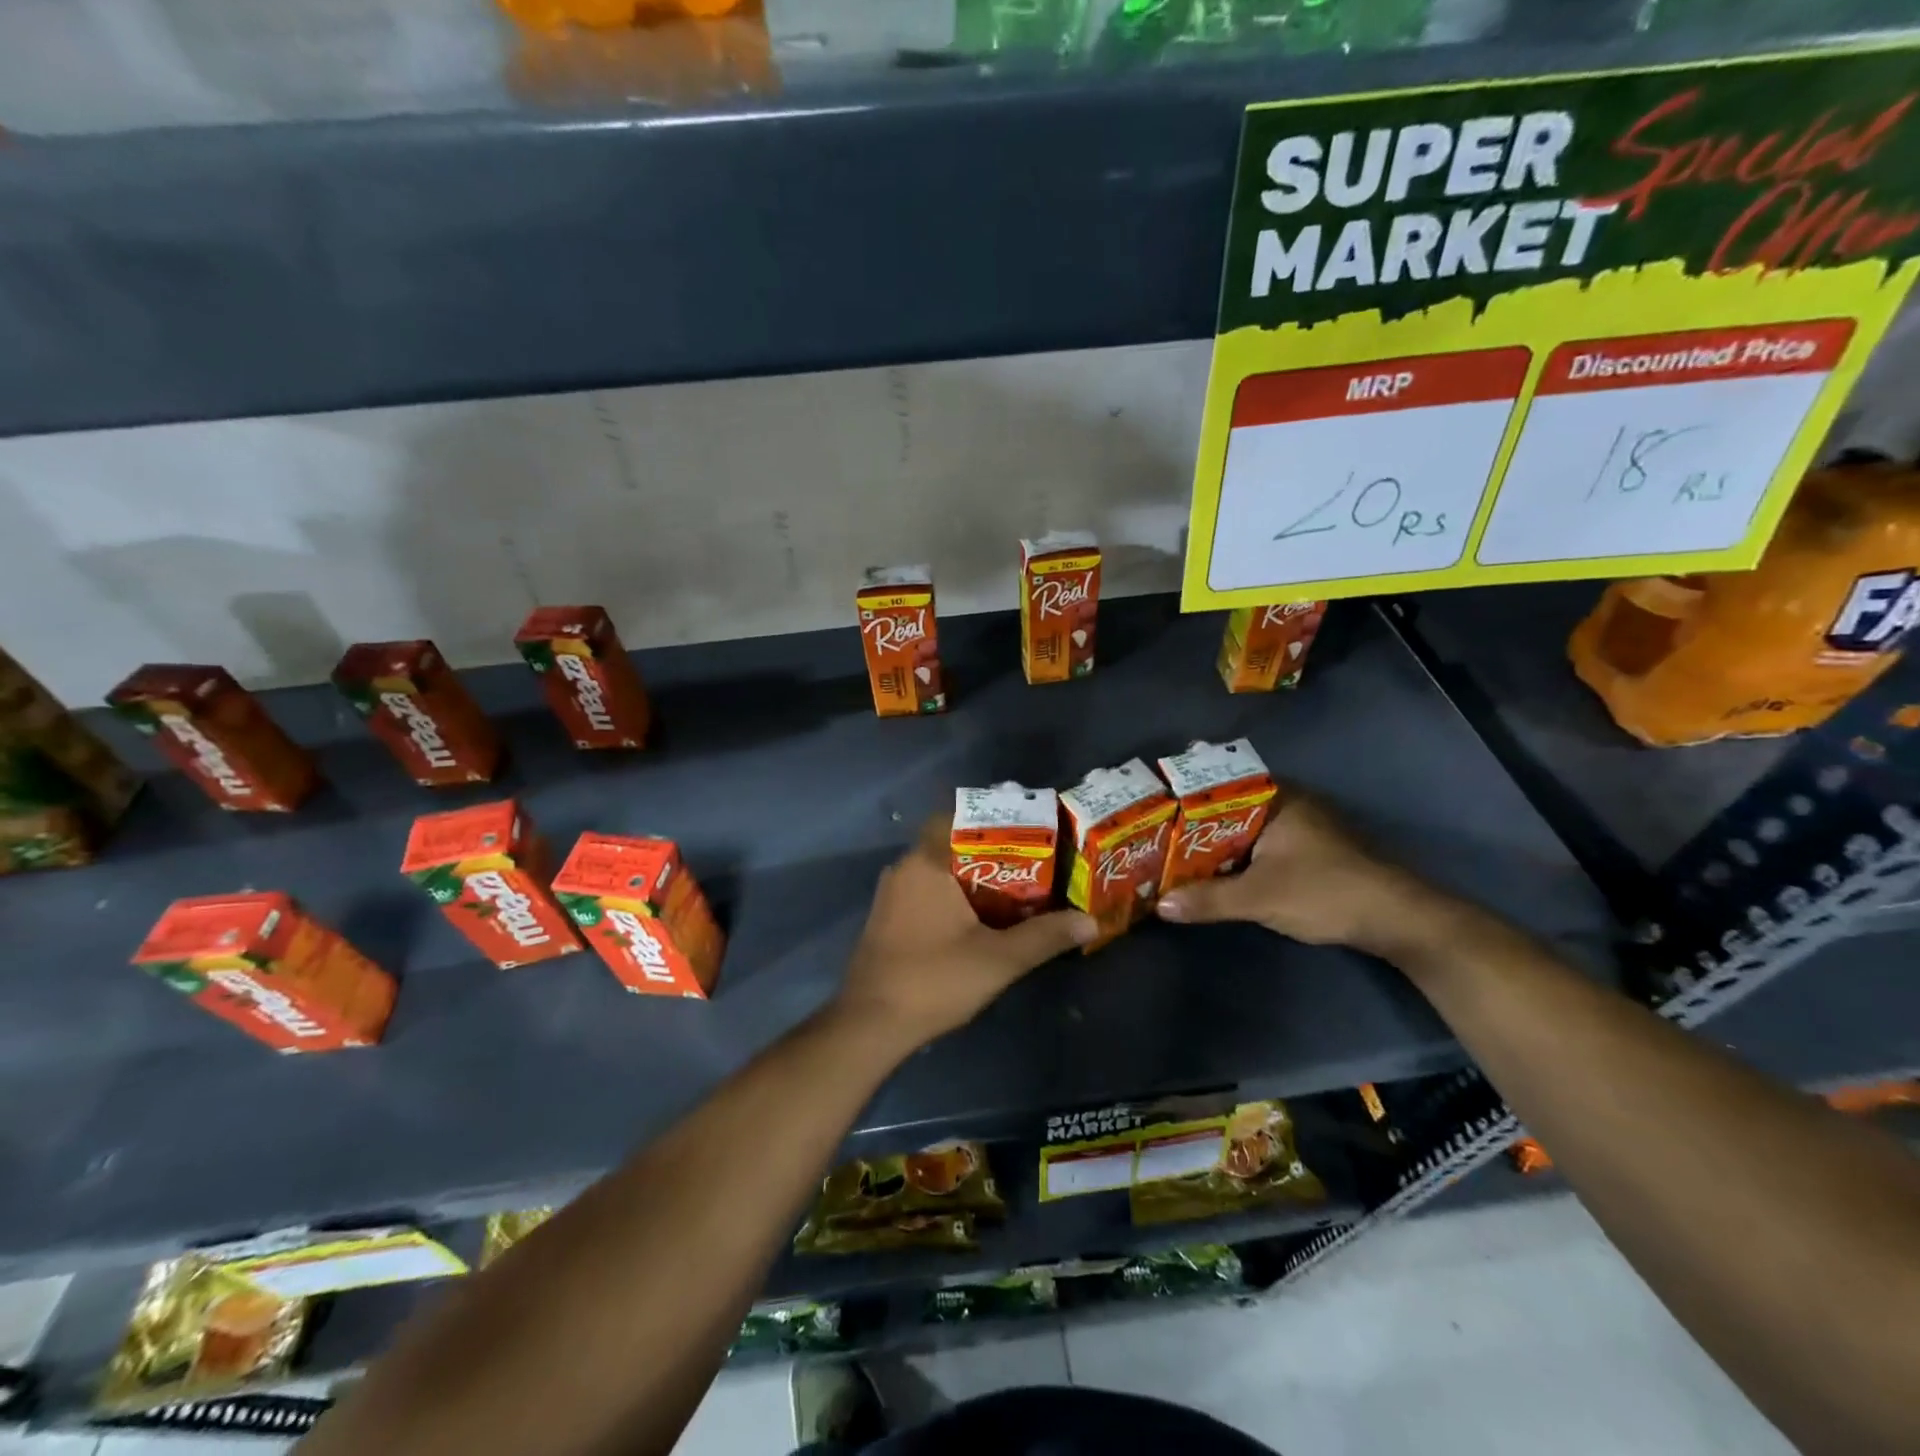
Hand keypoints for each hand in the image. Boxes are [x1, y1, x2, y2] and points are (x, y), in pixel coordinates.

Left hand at [834, 816, 1096, 1049]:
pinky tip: (979, 918)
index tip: (1026, 830)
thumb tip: (1089, 921)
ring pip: (938, 870)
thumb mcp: (999, 959)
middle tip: (1032, 863)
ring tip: (1015, 889)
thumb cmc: (934, 980)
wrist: (870, 1025)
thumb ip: (1045, 936)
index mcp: (925, 862)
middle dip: (991, 853)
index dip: (993, 819)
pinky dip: (952, 896)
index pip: (958, 817)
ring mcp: (891, 894)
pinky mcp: (887, 919)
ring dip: (972, 877)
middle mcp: (904, 868)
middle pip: (951, 844)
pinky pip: (925, 891)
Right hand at [1155, 792, 1452, 958]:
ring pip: (1241, 827)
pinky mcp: (1305, 851)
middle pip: (1226, 806)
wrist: (1396, 919)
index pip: (1219, 782)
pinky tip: (1208, 869)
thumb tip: (1160, 906)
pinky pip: (1255, 844)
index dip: (1184, 791)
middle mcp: (1286, 804)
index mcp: (1276, 799)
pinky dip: (1231, 854)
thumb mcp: (1260, 897)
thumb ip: (1209, 899)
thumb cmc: (1325, 891)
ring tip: (1168, 848)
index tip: (1151, 798)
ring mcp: (1298, 827)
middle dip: (1191, 819)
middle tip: (1150, 827)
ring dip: (1211, 840)